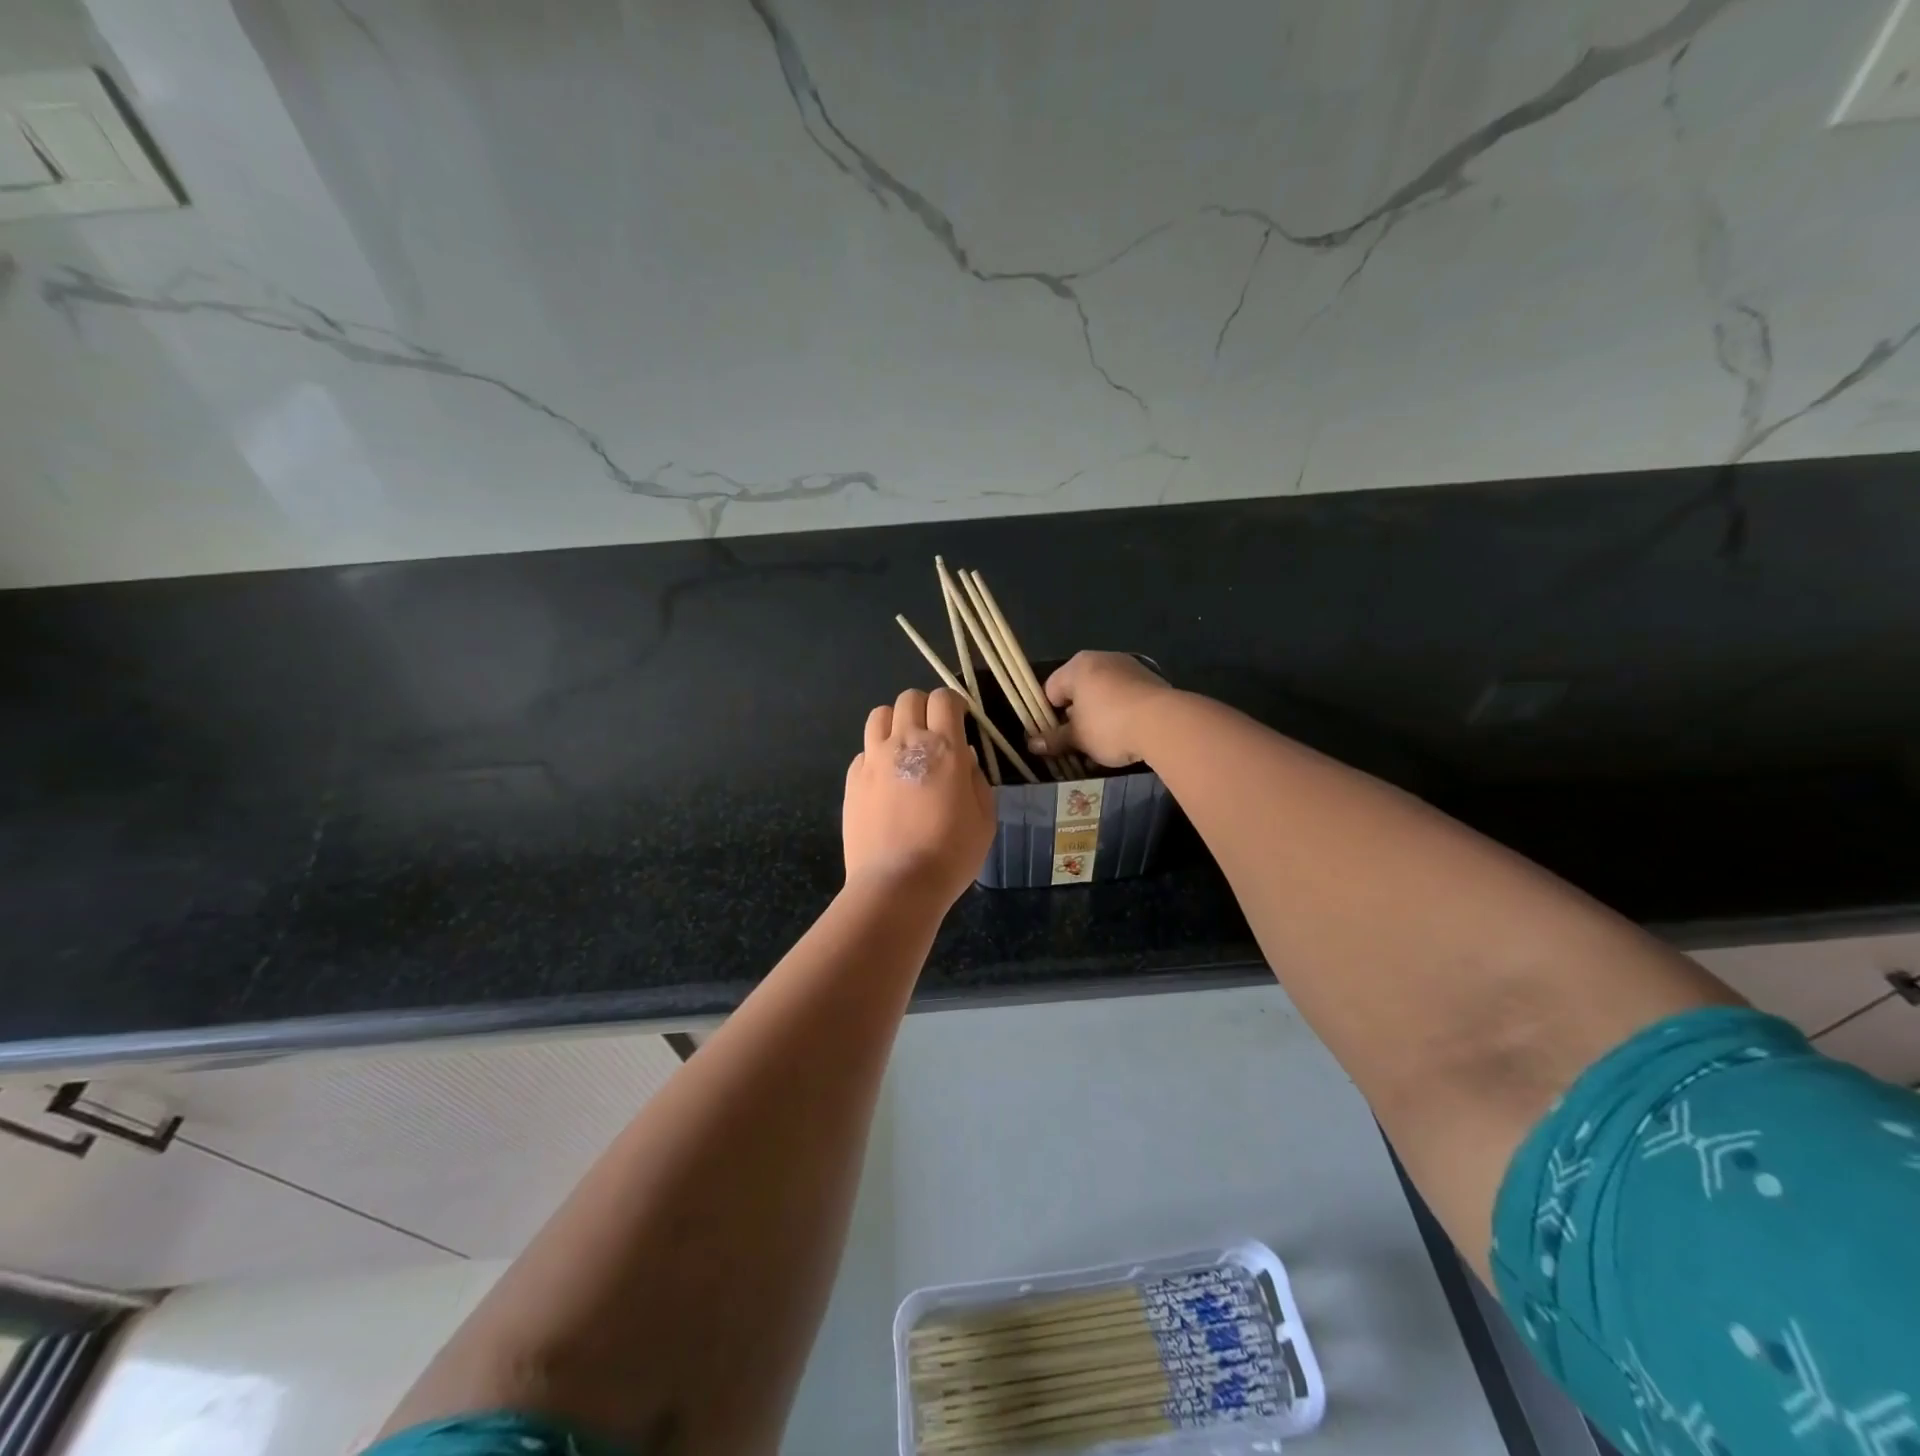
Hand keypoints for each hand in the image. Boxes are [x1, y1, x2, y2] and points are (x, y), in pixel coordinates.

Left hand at [844, 687, 995, 905]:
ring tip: (904, 748)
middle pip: (909, 699)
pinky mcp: (851, 780)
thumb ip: (977, 779)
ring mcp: (873, 760)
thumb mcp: (984, 818)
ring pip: (879, 715)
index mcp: (943, 747)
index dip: (954, 704)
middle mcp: (905, 743)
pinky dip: (876, 755)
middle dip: (924, 707)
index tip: (960, 721)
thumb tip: (964, 758)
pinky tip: (885, 780)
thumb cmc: (951, 853)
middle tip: (933, 733)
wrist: (897, 884)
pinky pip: (864, 751)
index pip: (944, 698)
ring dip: (895, 723)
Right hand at [1036, 651, 1174, 766]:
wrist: (1165, 723)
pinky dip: (1121, 713)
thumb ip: (1054, 739)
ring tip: (1102, 743)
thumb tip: (1032, 744)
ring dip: (1099, 716)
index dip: (1048, 715)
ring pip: (1104, 694)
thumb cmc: (1109, 725)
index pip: (1050, 689)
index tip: (1054, 737)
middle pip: (1079, 689)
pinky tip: (1125, 735)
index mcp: (1078, 666)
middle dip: (1076, 716)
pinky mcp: (1152, 681)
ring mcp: (1130, 667)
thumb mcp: (1077, 737)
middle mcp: (1103, 659)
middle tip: (1077, 742)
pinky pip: (1126, 697)